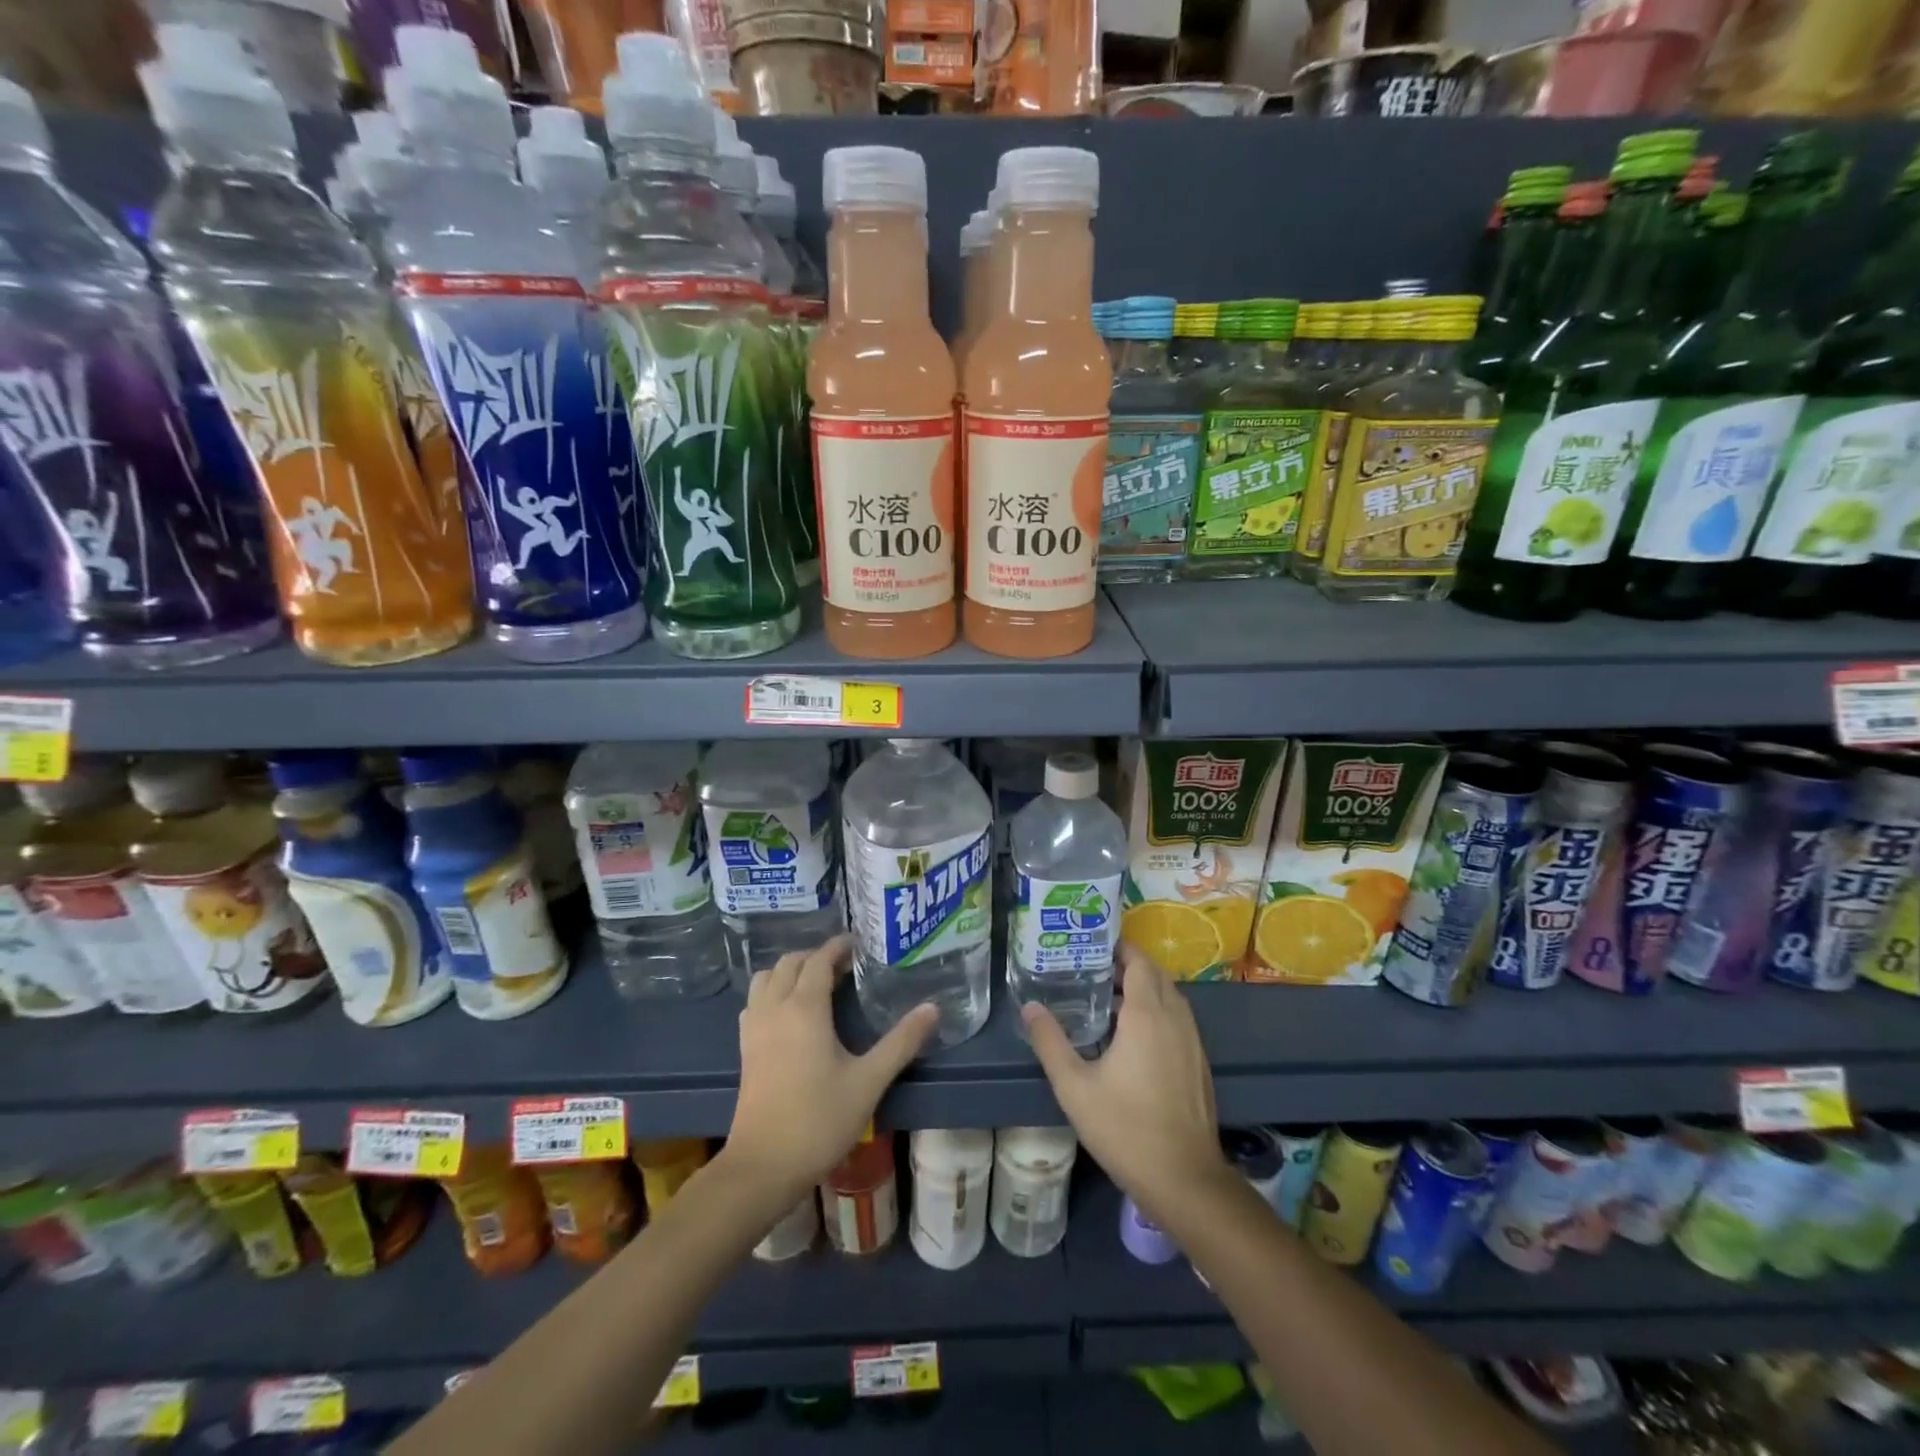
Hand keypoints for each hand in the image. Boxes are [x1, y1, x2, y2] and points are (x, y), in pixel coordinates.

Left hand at [723, 936, 937, 1208]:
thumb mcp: (869, 1081)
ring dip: (789, 971)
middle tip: (844, 965)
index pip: (818, 960)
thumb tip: (933, 1008)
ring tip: (817, 984)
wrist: (763, 1166)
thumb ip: (902, 1042)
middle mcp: (774, 1008)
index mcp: (805, 1008)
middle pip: (789, 963)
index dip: (838, 947)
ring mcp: (754, 1028)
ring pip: (766, 979)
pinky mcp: (744, 1048)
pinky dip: (772, 991)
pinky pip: (755, 1001)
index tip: (859, 945)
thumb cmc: (819, 1120)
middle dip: (815, 956)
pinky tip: (790, 1013)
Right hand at [1022, 944, 1229, 1225]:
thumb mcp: (1074, 1086)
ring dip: (1145, 988)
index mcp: (1147, 1015)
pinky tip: (1133, 1034)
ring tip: (1109, 996)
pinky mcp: (1199, 1063)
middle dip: (1129, 965)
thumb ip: (1050, 1042)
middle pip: (1156, 975)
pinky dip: (1158, 1010)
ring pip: (1170, 997)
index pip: (1139, 963)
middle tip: (1093, 968)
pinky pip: (1178, 1019)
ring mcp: (1192, 1041)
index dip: (1120, 948)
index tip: (1093, 944)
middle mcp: (1174, 1018)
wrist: (1184, 1179)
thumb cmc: (1125, 1128)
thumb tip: (1030, 1007)